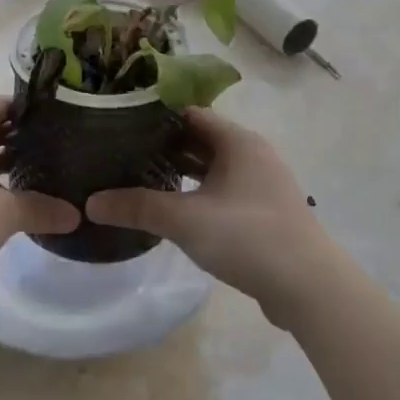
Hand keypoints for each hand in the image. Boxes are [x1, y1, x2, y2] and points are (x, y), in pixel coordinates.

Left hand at [0, 96, 78, 283]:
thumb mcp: (5, 213)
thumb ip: (42, 209)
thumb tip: (76, 214)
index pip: (1, 103)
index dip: (29, 107)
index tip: (59, 119)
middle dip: (23, 138)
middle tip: (59, 150)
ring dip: (6, 166)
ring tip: (42, 176)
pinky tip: (12, 206)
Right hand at [85, 109, 330, 323]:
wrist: (308, 286)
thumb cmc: (247, 237)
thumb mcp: (185, 219)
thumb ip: (137, 207)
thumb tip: (91, 203)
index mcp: (238, 141)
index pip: (190, 113)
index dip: (155, 117)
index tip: (119, 124)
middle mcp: (252, 154)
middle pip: (201, 140)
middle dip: (163, 146)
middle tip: (121, 153)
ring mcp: (261, 184)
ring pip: (213, 168)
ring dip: (181, 172)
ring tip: (139, 178)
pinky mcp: (263, 212)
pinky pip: (223, 191)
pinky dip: (198, 193)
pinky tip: (174, 209)